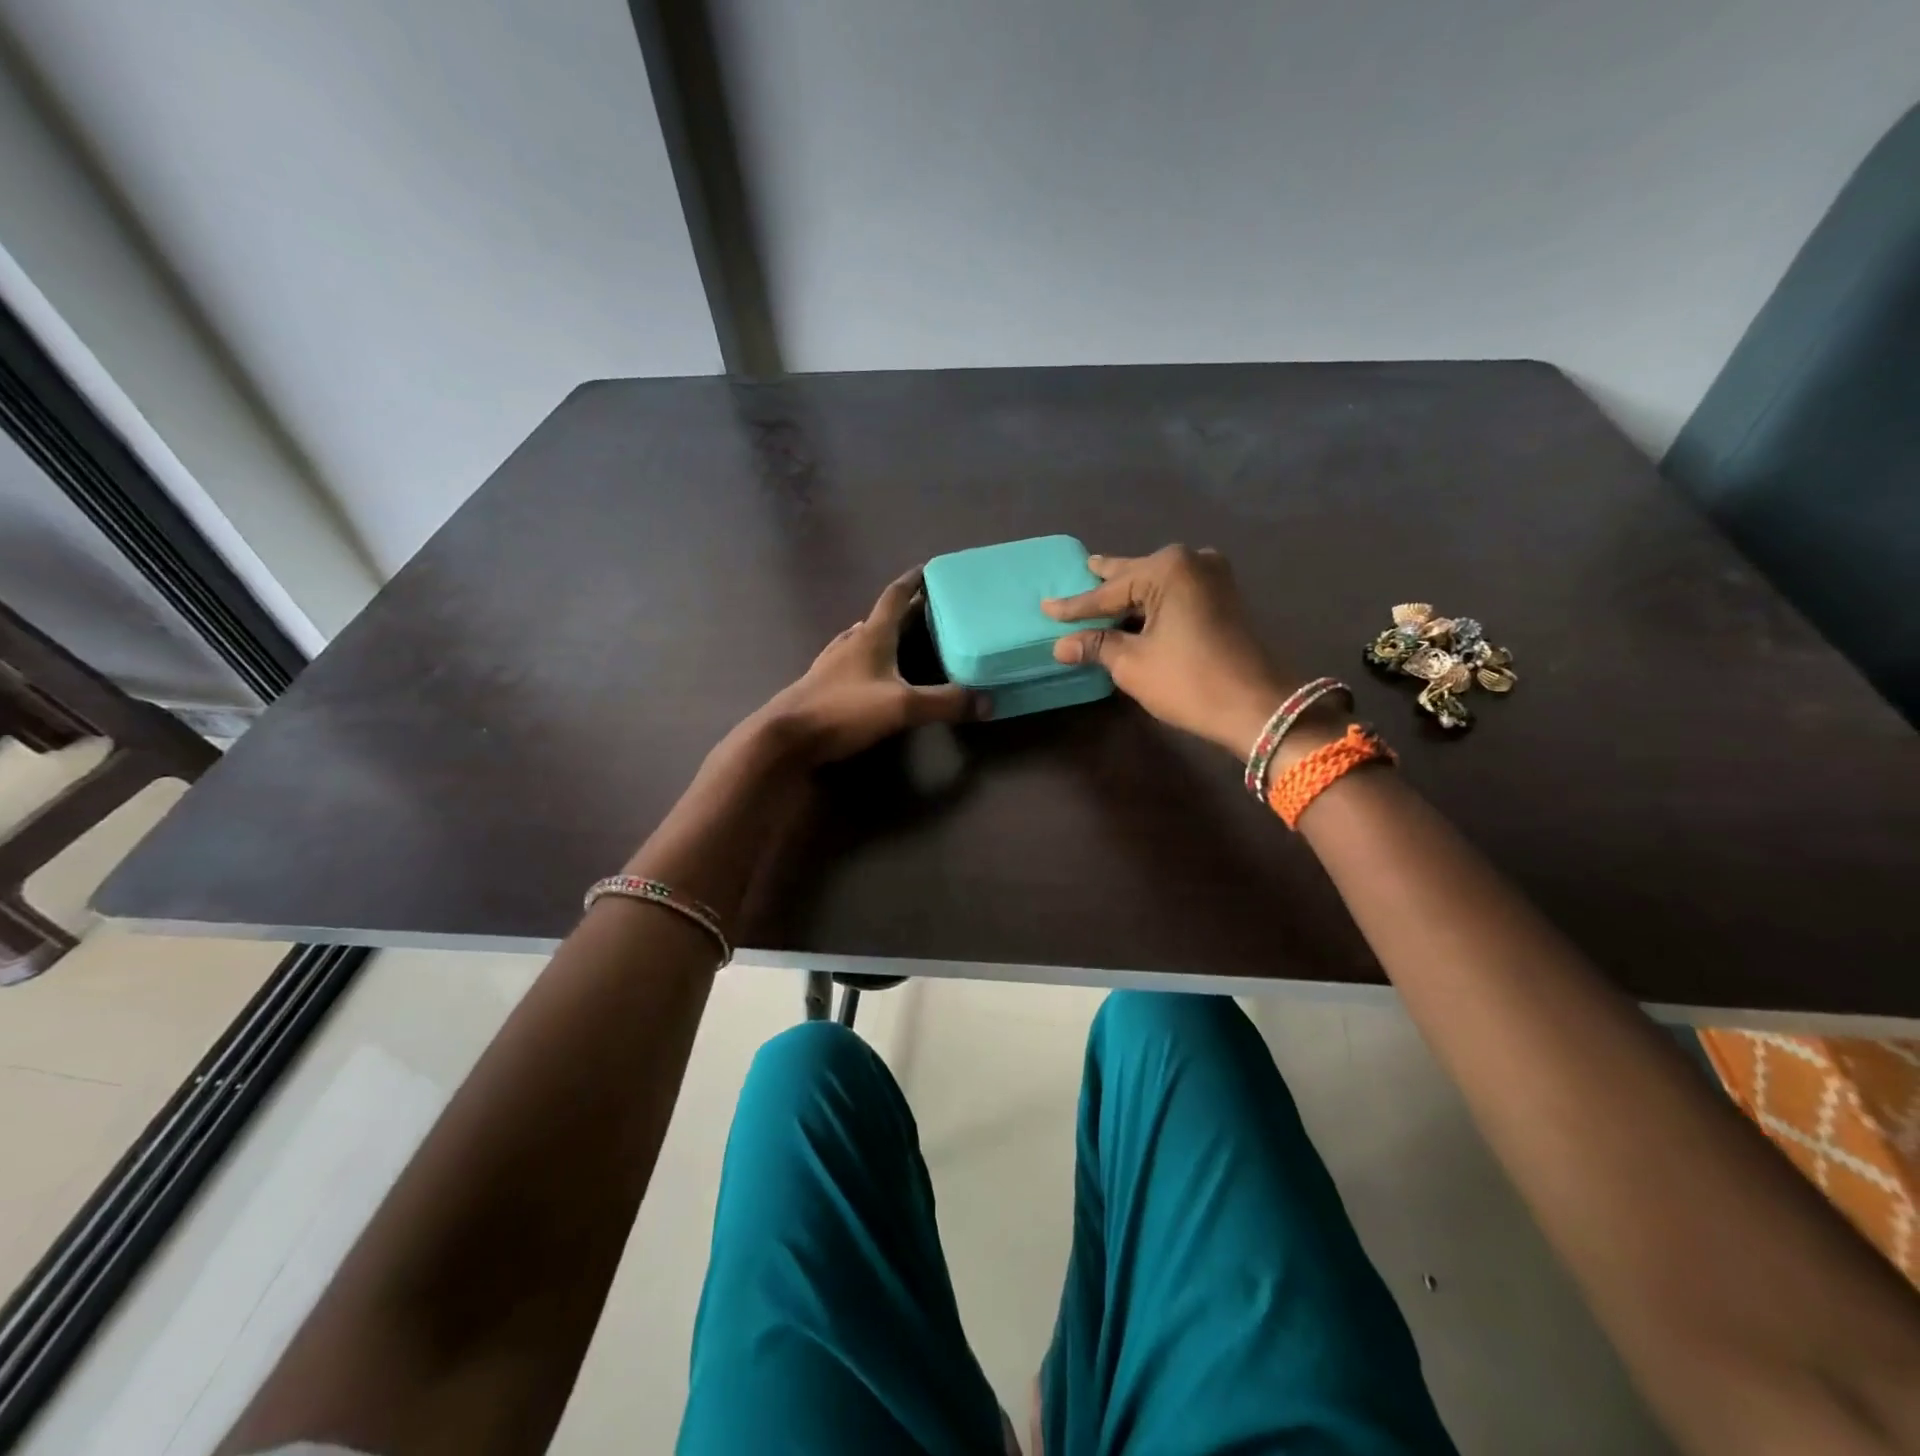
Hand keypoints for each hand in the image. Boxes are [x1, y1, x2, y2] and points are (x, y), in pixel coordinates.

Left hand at [751, 567, 987, 766]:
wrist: (786, 737)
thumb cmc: (844, 711)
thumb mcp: (902, 707)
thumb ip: (945, 703)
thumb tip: (988, 702)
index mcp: (871, 636)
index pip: (894, 597)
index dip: (912, 581)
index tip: (929, 569)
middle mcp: (850, 643)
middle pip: (881, 618)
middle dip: (907, 610)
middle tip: (931, 607)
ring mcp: (832, 664)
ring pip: (864, 638)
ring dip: (885, 632)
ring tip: (905, 636)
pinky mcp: (823, 686)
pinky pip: (852, 660)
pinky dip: (870, 657)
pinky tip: (873, 671)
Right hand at [1044, 545, 1301, 756]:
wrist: (1256, 706)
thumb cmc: (1189, 680)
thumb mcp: (1132, 663)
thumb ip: (1096, 645)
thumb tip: (1060, 645)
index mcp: (1168, 568)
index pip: (1108, 591)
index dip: (1075, 606)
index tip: (1046, 607)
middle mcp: (1192, 561)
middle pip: (1135, 576)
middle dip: (1106, 584)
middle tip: (1081, 570)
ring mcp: (1213, 577)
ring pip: (1157, 584)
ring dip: (1130, 594)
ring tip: (1102, 587)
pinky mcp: (1224, 598)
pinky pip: (1175, 594)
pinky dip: (1152, 603)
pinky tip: (1134, 609)